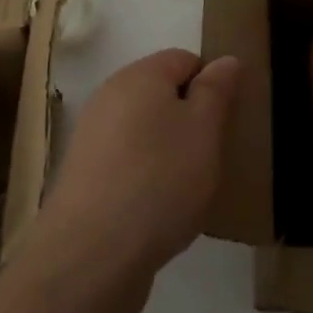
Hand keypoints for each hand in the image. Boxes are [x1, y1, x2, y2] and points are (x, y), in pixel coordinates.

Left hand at [31, 50, 239, 311]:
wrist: (92, 253)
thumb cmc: (160, 179)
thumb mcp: (204, 130)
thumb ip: (216, 91)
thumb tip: (226, 59)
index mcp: (139, 76)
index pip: (184, 59)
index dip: (212, 83)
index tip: (229, 120)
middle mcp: (109, 97)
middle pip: (160, 94)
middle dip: (190, 118)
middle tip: (214, 153)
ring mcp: (91, 137)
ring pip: (143, 130)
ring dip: (169, 150)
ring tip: (190, 186)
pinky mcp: (84, 176)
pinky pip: (126, 162)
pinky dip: (146, 175)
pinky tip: (160, 207)